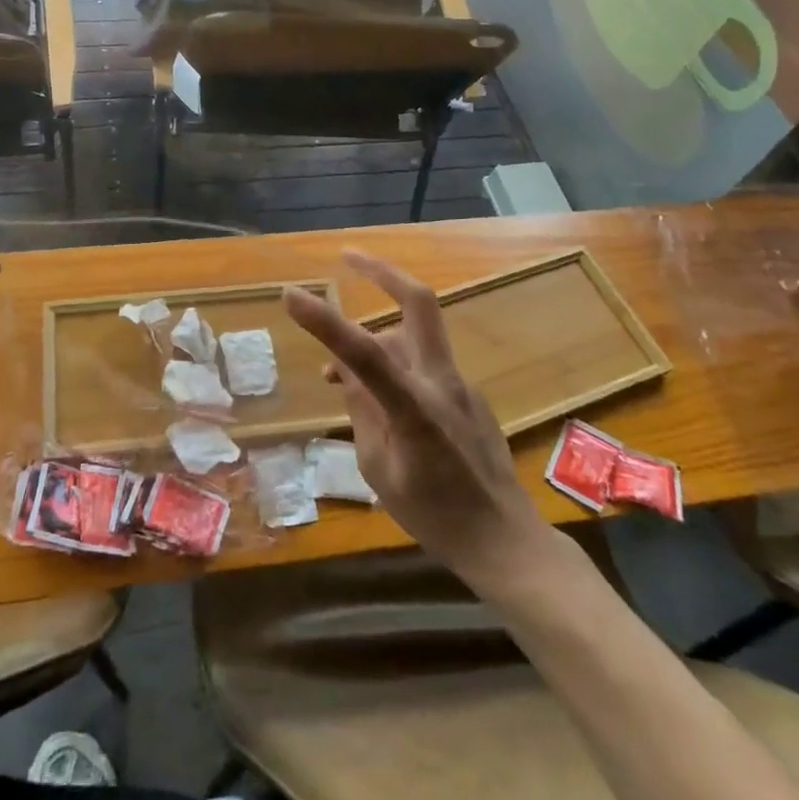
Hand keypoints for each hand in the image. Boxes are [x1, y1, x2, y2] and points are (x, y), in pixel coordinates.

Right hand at [285, 251, 555, 588]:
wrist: (507, 543)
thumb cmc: (437, 518)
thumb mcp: (381, 471)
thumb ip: (362, 413)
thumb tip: (346, 373)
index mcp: (415, 408)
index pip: (364, 352)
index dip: (325, 321)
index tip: (291, 294)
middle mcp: (441, 382)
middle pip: (419, 303)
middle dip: (383, 271)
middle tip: (348, 256)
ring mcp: (461, 385)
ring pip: (413, 337)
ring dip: (375, 338)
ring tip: (337, 375)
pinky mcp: (469, 394)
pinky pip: (423, 364)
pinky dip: (393, 365)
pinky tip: (377, 401)